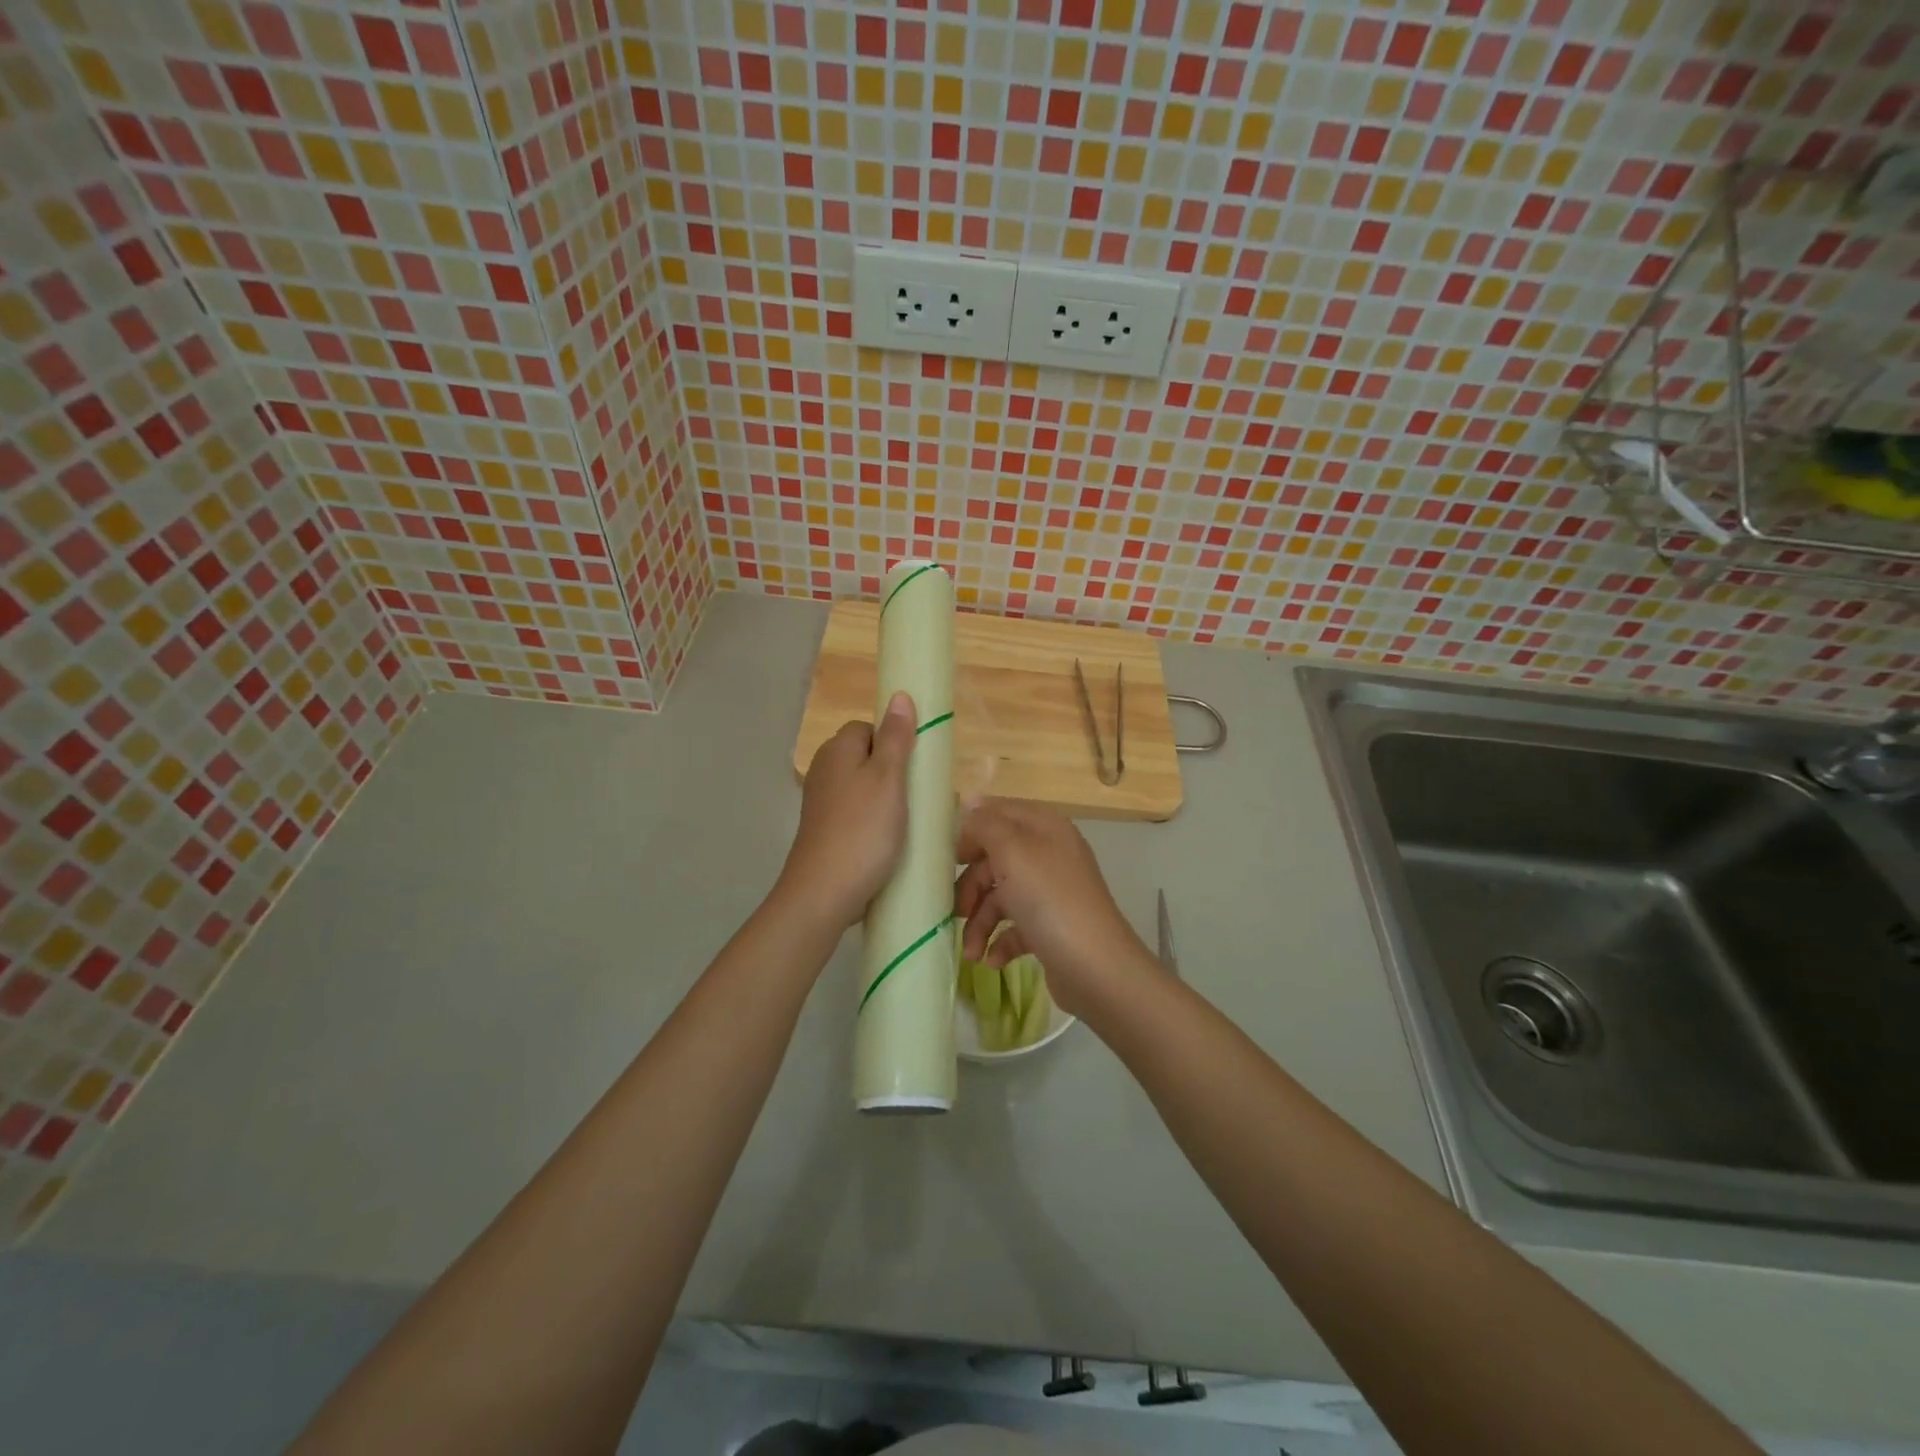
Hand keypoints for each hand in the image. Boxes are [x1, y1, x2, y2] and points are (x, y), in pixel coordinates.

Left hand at [775, 693, 916, 930]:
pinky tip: (888, 842)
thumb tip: (899, 695)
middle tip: (918, 797)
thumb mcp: (889, 779)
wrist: (824, 892)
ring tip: (908, 822)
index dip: (894, 742)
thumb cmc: (863, 830)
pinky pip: (856, 813)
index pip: (869, 728)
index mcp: (837, 750)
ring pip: (863, 787)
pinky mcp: (824, 830)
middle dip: (894, 773)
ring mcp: (821, 802)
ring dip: (887, 800)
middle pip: (866, 757)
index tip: (915, 767)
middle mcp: (824, 769)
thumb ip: (896, 737)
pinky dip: (873, 822)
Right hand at [952, 801, 1154, 1017]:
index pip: (998, 813)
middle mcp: (1049, 854)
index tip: (946, 857)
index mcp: (1044, 827)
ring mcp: (1051, 892)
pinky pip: (1015, 927)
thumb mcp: (1012, 851)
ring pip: (1001, 896)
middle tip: (954, 911)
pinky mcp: (1051, 927)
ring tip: (970, 951)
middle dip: (971, 886)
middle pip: (995, 859)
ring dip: (980, 923)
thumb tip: (969, 802)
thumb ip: (986, 824)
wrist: (1096, 967)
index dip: (970, 831)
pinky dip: (1000, 941)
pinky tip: (992, 960)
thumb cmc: (1049, 900)